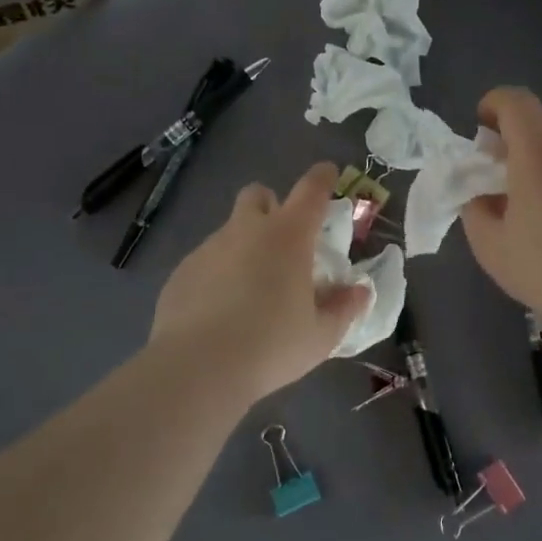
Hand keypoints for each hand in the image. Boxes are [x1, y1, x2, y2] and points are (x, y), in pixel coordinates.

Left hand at [150, 162, 369, 403]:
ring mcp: (209, 248)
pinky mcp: (182, 271)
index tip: (328, 173)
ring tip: (251, 288)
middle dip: (271, 205)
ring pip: (230, 230)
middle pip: (258, 195)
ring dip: (244, 244)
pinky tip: (220, 310)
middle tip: (283, 238)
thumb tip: (359, 291)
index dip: (322, 178)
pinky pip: (206, 260)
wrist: (198, 367)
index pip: (310, 190)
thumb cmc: (271, 346)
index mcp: (289, 237)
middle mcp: (247, 230)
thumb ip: (343, 308)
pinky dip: (219, 273)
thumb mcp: (321, 335)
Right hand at [462, 87, 541, 329]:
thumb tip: (480, 196)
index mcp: (537, 153)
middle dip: (515, 127)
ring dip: (541, 150)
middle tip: (498, 162)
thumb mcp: (488, 244)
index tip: (480, 126)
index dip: (494, 103)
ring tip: (528, 191)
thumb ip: (475, 209)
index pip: (516, 101)